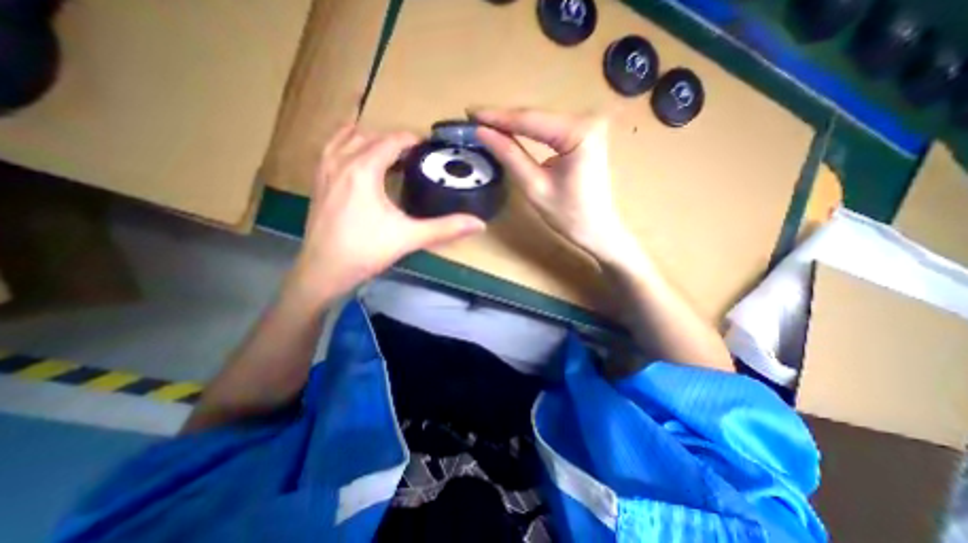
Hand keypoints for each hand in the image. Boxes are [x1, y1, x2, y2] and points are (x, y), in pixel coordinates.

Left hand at [287, 122, 484, 302]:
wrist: (323, 271)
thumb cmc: (366, 252)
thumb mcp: (409, 238)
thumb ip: (445, 228)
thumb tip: (479, 224)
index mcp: (364, 170)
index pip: (392, 141)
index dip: (413, 140)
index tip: (429, 148)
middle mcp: (341, 162)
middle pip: (371, 136)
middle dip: (395, 140)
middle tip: (415, 156)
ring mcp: (324, 170)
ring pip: (346, 138)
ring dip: (369, 138)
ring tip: (388, 152)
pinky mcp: (318, 182)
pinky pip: (330, 149)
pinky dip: (346, 144)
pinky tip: (355, 157)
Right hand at [476, 107, 628, 263]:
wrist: (597, 229)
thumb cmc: (569, 215)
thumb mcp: (535, 186)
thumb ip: (510, 156)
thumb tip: (483, 133)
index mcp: (579, 131)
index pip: (529, 120)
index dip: (497, 117)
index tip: (470, 112)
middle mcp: (587, 119)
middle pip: (536, 117)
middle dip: (504, 119)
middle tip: (473, 119)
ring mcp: (588, 126)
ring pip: (541, 121)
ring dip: (513, 124)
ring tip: (485, 124)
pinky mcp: (585, 135)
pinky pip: (549, 129)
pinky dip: (528, 132)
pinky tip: (509, 132)